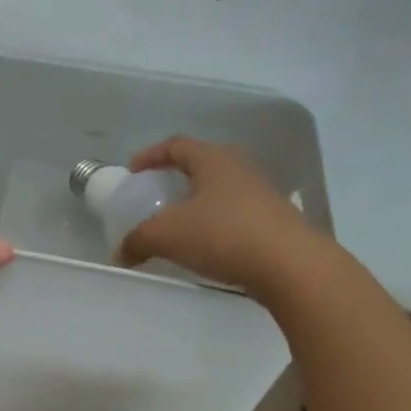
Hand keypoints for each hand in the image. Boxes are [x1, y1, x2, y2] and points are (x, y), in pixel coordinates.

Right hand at [116, 136, 328, 297]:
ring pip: (220, 191)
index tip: (133, 171)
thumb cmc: (222, 235)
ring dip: (197, 203)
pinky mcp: (274, 222)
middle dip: (176, 178)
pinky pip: (235, 215)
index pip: (177, 145)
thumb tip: (120, 253)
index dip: (151, 155)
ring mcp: (262, 195)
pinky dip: (214, 225)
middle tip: (156, 195)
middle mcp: (240, 169)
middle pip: (202, 165)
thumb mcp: (166, 236)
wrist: (290, 266)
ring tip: (179, 225)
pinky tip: (205, 246)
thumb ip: (137, 240)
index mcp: (213, 160)